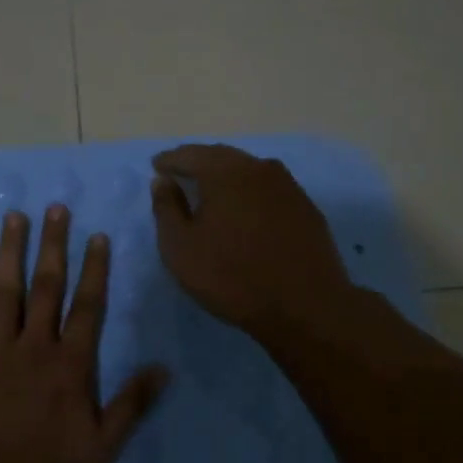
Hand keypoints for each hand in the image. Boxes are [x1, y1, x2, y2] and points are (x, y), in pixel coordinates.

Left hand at [0, 206, 169, 462]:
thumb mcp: (103, 444)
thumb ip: (133, 402)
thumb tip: (164, 367)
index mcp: (70, 363)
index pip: (88, 305)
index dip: (94, 268)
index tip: (96, 236)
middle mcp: (35, 345)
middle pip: (47, 286)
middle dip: (53, 245)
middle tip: (56, 208)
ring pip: (6, 291)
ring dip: (11, 251)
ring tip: (15, 217)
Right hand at [150, 144, 355, 340]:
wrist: (305, 307)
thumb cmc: (232, 277)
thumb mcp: (180, 248)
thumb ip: (166, 209)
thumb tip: (163, 181)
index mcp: (224, 171)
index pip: (190, 155)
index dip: (170, 160)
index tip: (157, 166)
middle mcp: (258, 168)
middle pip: (221, 157)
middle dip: (198, 162)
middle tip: (181, 172)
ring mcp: (287, 186)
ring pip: (248, 170)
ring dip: (227, 176)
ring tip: (212, 190)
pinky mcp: (306, 207)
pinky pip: (269, 189)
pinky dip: (250, 192)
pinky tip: (246, 210)